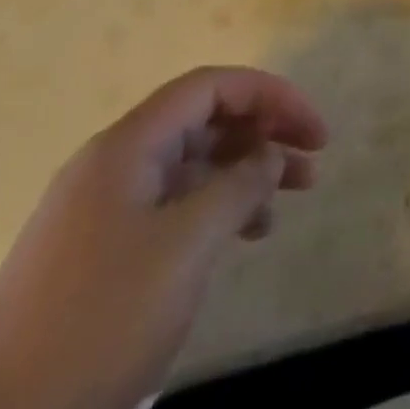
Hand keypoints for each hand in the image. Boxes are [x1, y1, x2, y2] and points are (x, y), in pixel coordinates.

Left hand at [0, 68, 327, 408]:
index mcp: (129, 144)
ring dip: (241, 173)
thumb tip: (270, 155)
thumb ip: (238, 187)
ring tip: (286, 202)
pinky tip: (238, 238)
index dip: (270, 95)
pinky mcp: (95, 253)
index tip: (313, 129)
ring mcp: (101, 209)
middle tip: (312, 161)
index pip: (212, 86)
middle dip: (262, 132)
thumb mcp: (184, 248)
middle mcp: (115, 162)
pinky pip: (169, 206)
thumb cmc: (95, 322)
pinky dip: (211, 210)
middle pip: (203, 121)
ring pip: (189, 166)